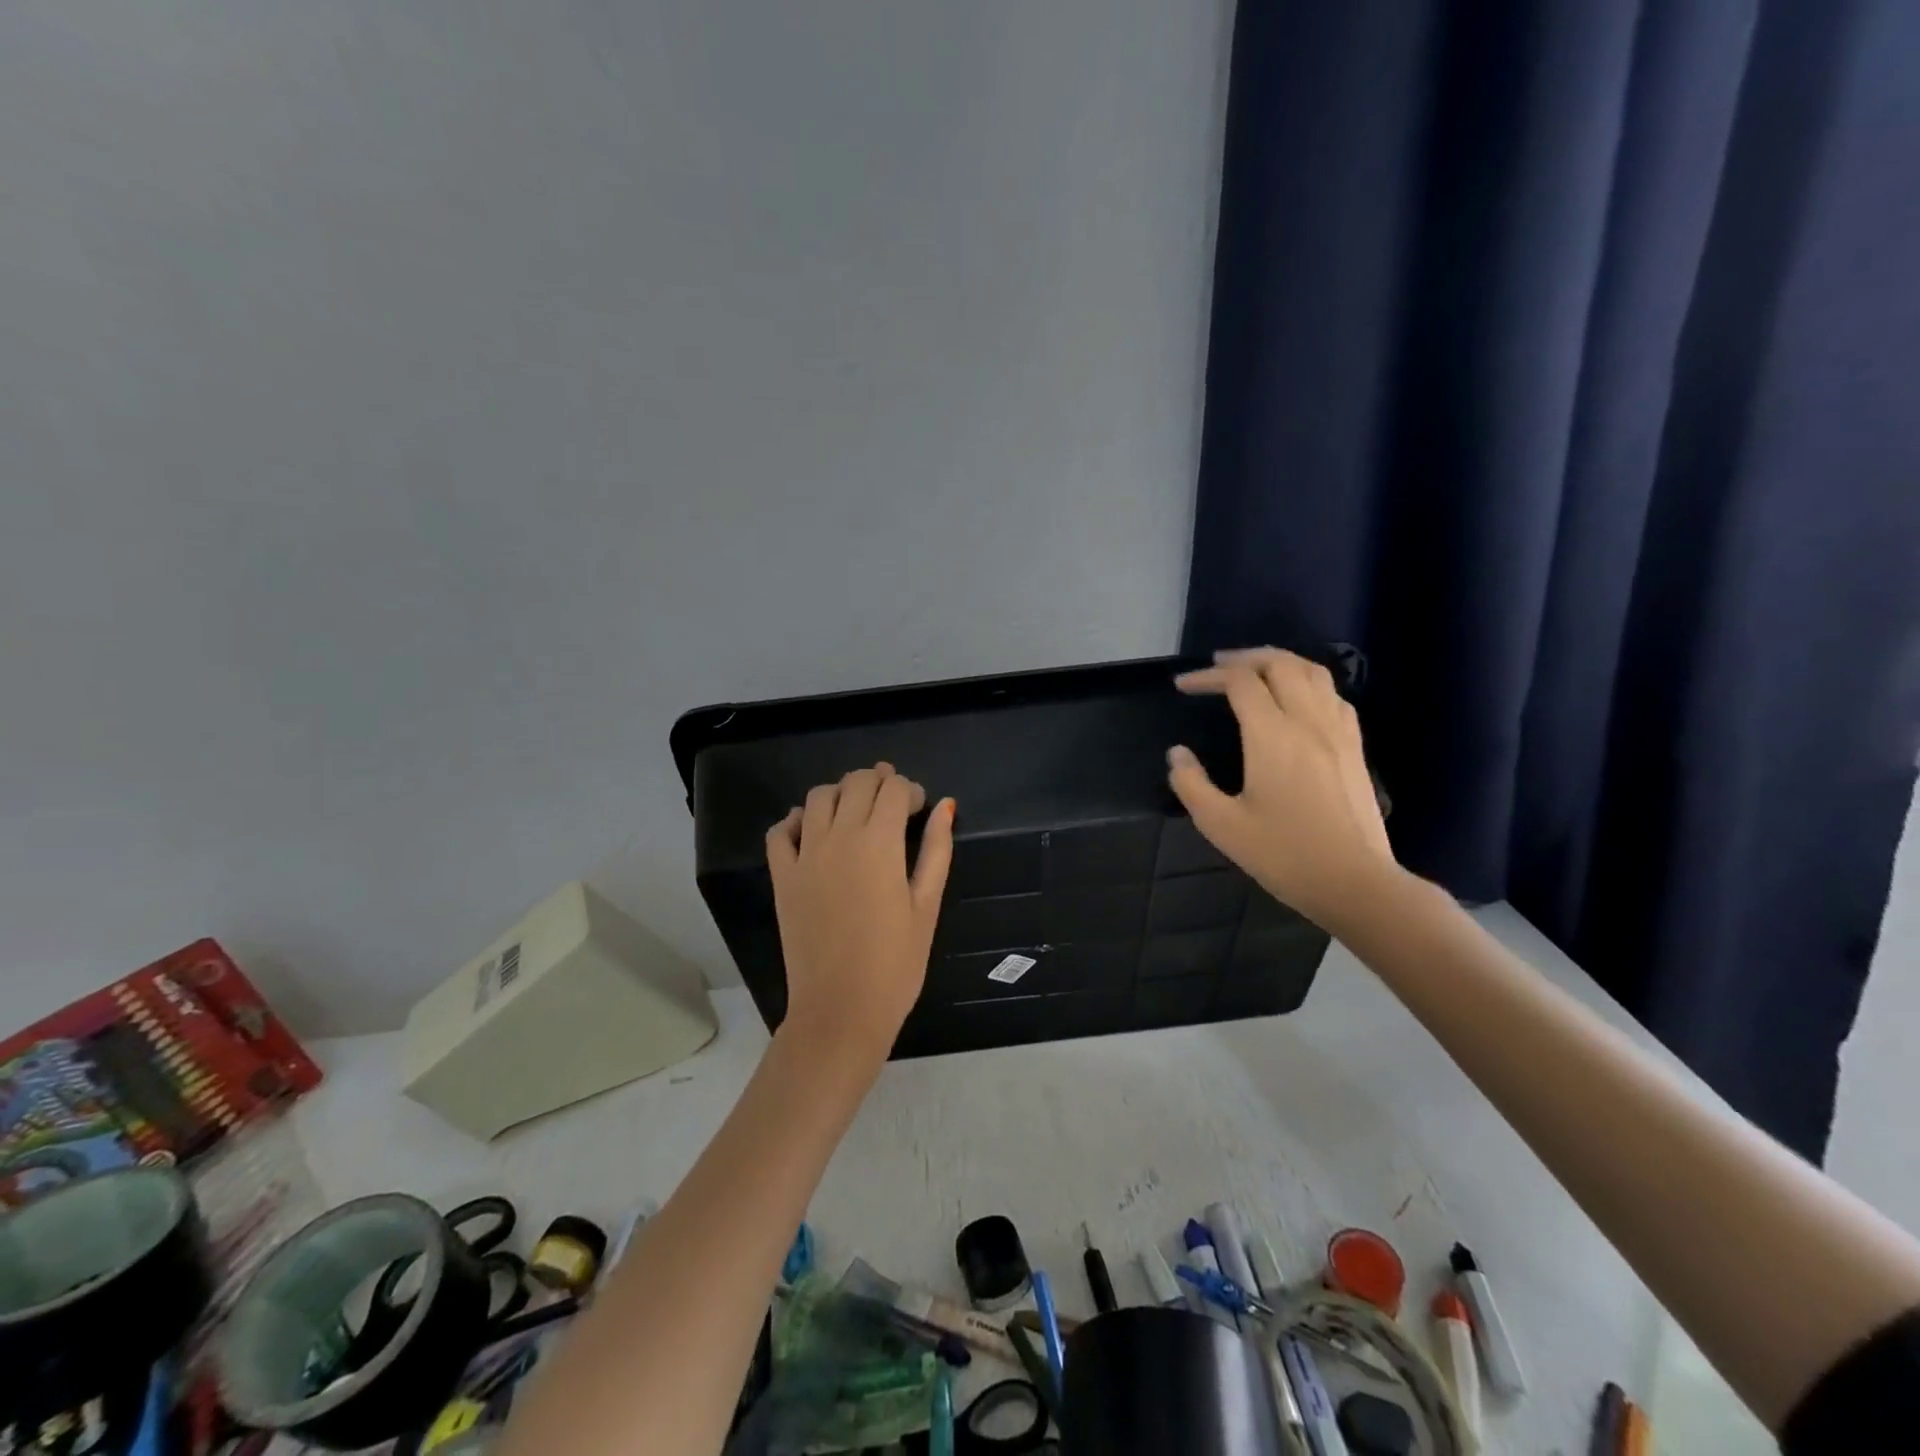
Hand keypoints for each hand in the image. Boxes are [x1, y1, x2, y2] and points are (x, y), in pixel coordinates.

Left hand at [765, 763, 954, 1062]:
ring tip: (856, 811)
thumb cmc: (896, 963)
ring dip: (840, 793)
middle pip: (856, 783)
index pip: (893, 788)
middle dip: (878, 781)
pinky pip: (779, 831)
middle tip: (892, 802)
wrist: (841, 1010)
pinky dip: (796, 820)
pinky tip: (812, 830)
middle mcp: (838, 837)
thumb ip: (936, 849)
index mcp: (879, 843)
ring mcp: (804, 855)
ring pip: (817, 797)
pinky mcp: (781, 876)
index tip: (919, 807)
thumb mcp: (927, 905)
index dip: (910, 789)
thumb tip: (946, 806)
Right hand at [1168, 648, 1395, 932]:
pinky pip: (1333, 695)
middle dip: (1244, 658)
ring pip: (1313, 672)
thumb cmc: (1284, 854)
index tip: (1182, 686)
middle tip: (1217, 667)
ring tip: (1255, 672)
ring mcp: (1338, 731)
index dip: (1207, 677)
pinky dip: (1308, 683)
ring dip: (1280, 663)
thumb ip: (1191, 784)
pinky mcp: (1355, 746)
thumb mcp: (1221, 825)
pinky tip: (1297, 701)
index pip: (1240, 682)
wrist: (1354, 881)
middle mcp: (1308, 721)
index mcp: (1272, 735)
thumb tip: (1178, 753)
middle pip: (1280, 664)